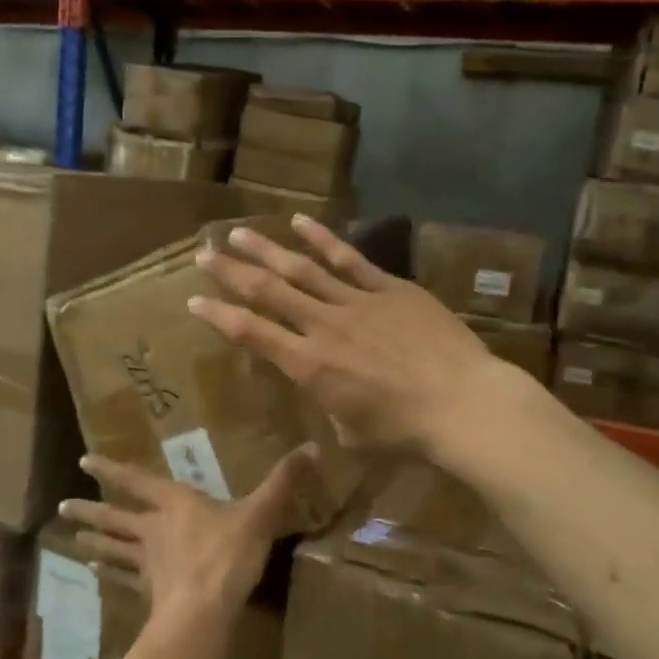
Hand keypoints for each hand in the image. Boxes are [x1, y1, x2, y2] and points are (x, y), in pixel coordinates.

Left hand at [58, 448, 316, 627]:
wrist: (205, 611)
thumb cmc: (228, 554)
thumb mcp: (260, 513)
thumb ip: (284, 481)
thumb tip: (313, 446)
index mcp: (174, 503)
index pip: (136, 480)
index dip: (111, 469)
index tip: (83, 460)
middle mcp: (153, 529)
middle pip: (115, 517)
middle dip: (90, 509)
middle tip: (62, 506)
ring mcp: (147, 562)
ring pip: (114, 548)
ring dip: (94, 540)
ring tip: (72, 537)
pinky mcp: (148, 592)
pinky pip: (124, 579)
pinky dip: (109, 574)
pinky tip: (94, 573)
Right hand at [188, 215, 530, 456]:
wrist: (464, 404)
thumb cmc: (406, 433)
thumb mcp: (353, 436)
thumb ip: (332, 413)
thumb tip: (332, 401)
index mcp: (309, 366)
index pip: (251, 334)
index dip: (219, 315)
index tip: (194, 300)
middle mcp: (323, 326)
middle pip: (268, 291)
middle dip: (231, 272)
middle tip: (204, 253)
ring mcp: (356, 302)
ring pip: (301, 268)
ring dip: (266, 249)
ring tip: (238, 232)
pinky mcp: (389, 288)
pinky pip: (348, 258)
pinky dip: (322, 239)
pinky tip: (299, 221)